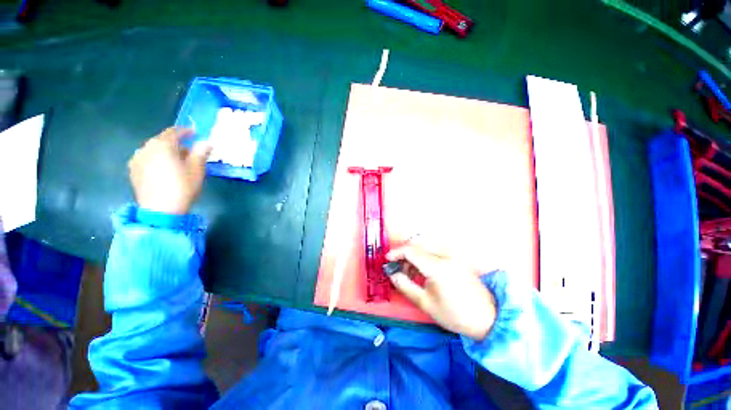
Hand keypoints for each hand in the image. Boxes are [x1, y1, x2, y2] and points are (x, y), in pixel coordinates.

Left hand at [128, 127, 211, 214]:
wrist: (160, 210)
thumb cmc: (182, 187)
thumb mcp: (197, 169)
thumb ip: (200, 153)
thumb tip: (206, 143)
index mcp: (162, 145)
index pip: (174, 132)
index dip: (186, 131)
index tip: (195, 132)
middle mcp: (146, 148)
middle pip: (162, 140)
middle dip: (176, 143)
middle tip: (189, 151)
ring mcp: (137, 159)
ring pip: (154, 150)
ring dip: (166, 152)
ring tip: (177, 161)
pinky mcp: (133, 171)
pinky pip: (147, 159)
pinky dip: (157, 159)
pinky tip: (164, 169)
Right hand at [387, 245, 496, 340]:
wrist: (487, 318)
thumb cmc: (454, 314)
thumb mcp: (425, 303)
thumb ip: (405, 285)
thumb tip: (392, 274)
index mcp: (437, 266)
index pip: (411, 250)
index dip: (396, 253)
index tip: (387, 260)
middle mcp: (445, 256)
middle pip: (417, 246)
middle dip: (403, 254)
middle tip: (397, 268)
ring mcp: (452, 256)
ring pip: (425, 248)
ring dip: (413, 256)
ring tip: (408, 273)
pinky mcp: (456, 259)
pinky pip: (434, 253)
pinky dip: (423, 258)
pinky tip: (421, 271)